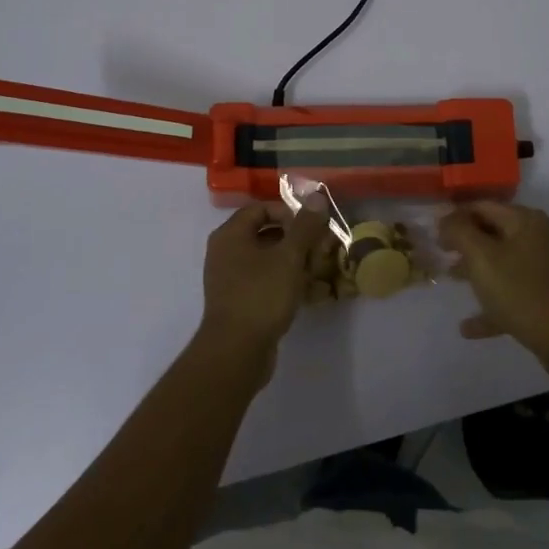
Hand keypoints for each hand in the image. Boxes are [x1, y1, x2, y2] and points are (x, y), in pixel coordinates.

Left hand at [197, 202, 331, 368]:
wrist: (236, 352)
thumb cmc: (261, 295)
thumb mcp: (289, 257)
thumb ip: (305, 226)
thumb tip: (317, 196)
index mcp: (231, 235)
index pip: (262, 209)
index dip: (290, 213)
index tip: (313, 227)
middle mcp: (226, 252)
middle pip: (266, 234)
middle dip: (297, 240)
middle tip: (321, 249)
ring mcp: (231, 279)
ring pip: (269, 260)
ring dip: (295, 262)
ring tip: (321, 271)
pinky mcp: (240, 302)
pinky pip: (266, 282)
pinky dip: (287, 283)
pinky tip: (311, 293)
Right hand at [438, 202, 548, 362]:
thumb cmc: (522, 292)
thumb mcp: (482, 258)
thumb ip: (459, 232)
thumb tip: (446, 217)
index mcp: (526, 221)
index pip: (483, 206)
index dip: (455, 216)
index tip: (433, 233)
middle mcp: (540, 237)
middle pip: (494, 233)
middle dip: (465, 243)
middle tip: (441, 256)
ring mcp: (548, 268)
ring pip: (504, 263)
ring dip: (477, 271)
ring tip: (451, 282)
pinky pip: (515, 293)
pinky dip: (493, 304)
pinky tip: (469, 327)